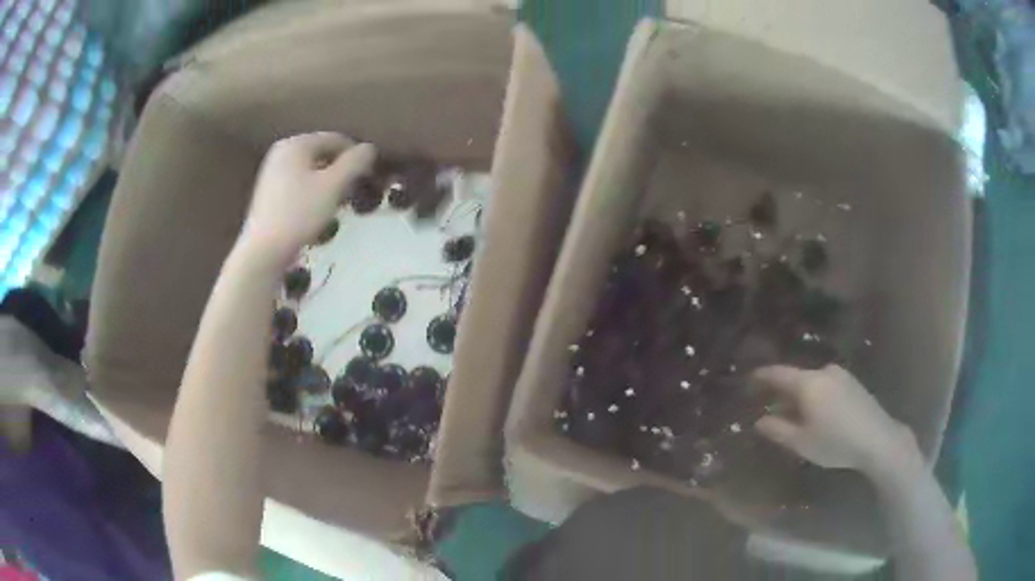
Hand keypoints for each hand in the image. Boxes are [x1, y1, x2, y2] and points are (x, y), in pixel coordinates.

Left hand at [240, 133, 375, 263]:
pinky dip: (312, 192)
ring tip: (338, 203)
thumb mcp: (333, 186)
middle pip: (322, 154)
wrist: (264, 251)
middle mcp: (282, 152)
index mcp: (296, 143)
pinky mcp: (269, 193)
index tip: (369, 175)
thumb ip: (354, 163)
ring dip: (328, 183)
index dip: (355, 155)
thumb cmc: (299, 213)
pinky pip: (298, 184)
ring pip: (310, 170)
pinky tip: (317, 212)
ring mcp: (272, 172)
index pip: (335, 139)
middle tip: (354, 191)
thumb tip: (370, 148)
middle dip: (340, 170)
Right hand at [753, 365, 916, 475]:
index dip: (762, 376)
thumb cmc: (835, 442)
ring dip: (800, 394)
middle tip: (770, 405)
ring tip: (794, 413)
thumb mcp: (801, 442)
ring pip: (812, 381)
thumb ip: (777, 430)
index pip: (778, 373)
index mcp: (808, 383)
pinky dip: (815, 395)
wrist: (877, 439)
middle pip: (796, 377)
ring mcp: (840, 375)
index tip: (748, 379)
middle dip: (782, 390)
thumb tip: (759, 420)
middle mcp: (824, 371)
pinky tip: (817, 413)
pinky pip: (825, 384)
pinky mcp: (852, 382)